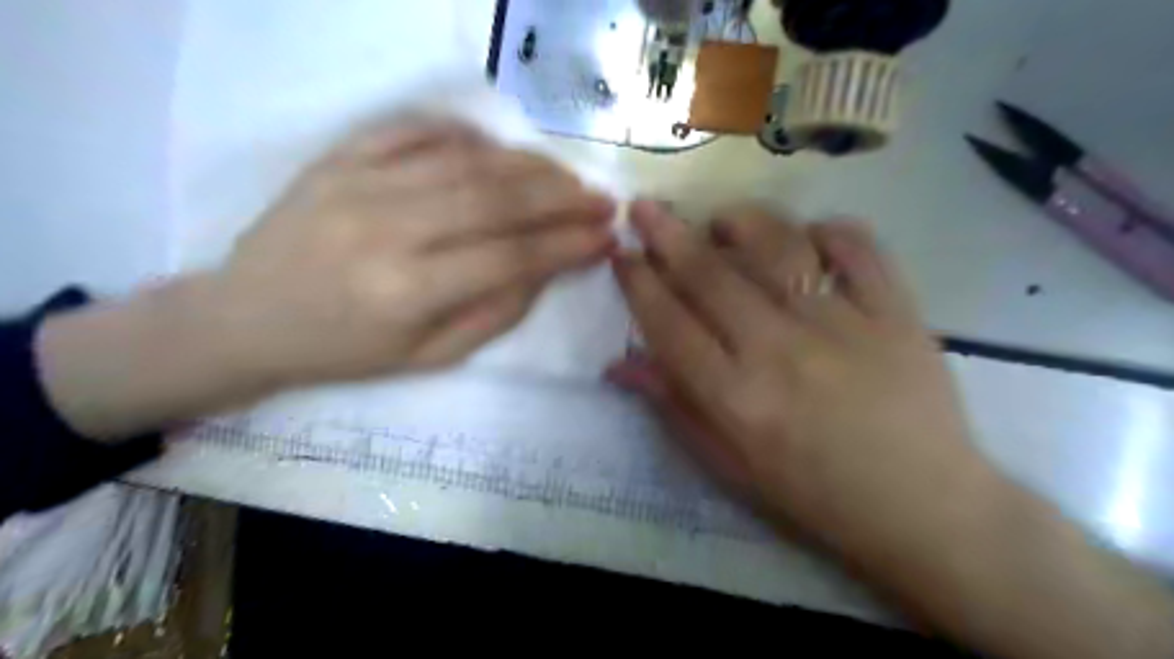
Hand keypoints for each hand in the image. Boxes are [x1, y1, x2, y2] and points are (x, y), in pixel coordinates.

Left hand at [37, 119, 616, 439]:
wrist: (245, 319)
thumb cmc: (344, 352)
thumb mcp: (428, 359)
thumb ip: (495, 314)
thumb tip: (547, 270)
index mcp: (407, 292)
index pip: (510, 258)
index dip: (567, 245)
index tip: (606, 236)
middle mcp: (386, 229)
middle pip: (495, 200)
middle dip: (561, 198)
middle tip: (601, 199)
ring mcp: (357, 183)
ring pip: (464, 160)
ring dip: (526, 165)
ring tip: (564, 176)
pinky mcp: (337, 157)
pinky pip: (412, 129)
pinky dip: (463, 133)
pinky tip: (496, 148)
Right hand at [606, 203, 988, 559]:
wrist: (919, 504)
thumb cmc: (811, 492)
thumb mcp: (728, 465)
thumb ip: (673, 407)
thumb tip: (618, 364)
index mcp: (736, 397)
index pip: (669, 324)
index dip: (638, 284)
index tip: (621, 253)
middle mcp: (780, 351)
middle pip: (711, 276)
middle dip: (667, 235)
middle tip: (644, 207)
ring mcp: (841, 324)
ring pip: (778, 248)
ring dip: (740, 222)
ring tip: (721, 219)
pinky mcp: (894, 312)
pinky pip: (858, 248)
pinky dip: (828, 229)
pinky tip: (808, 234)